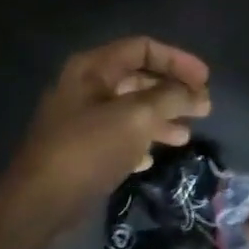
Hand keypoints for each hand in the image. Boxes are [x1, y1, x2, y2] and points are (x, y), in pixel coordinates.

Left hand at [5, 37, 211, 229]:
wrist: (42, 199)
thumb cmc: (90, 149)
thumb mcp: (137, 117)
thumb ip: (170, 97)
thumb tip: (195, 93)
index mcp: (93, 68)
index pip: (143, 48)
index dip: (178, 61)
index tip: (205, 81)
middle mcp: (86, 87)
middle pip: (139, 78)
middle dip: (173, 92)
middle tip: (203, 109)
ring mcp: (82, 119)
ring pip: (131, 109)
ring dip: (162, 118)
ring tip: (185, 136)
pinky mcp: (82, 148)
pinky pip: (119, 136)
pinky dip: (140, 142)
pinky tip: (152, 159)